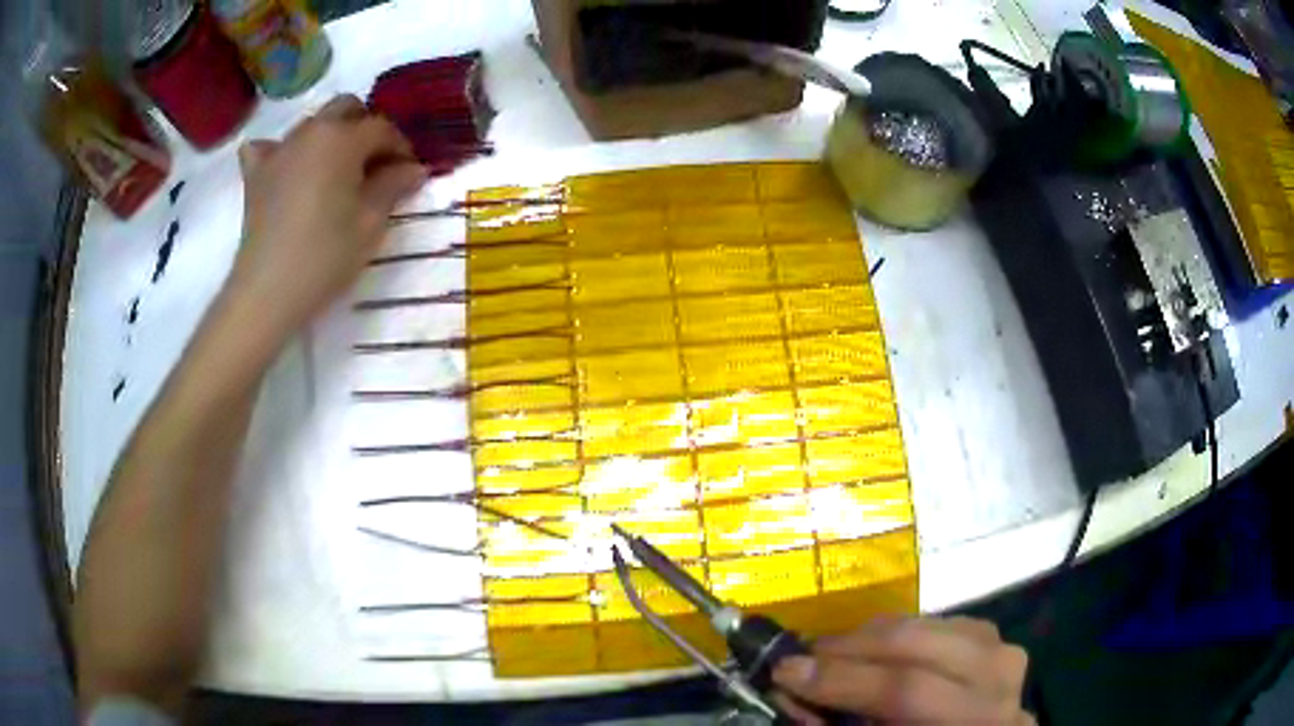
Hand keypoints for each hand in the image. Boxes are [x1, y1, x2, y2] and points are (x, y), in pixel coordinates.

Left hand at [227, 94, 424, 339]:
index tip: (409, 173)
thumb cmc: (325, 256)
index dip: (400, 147)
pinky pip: (268, 147)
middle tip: (375, 164)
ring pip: (312, 124)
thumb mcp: (370, 223)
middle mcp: (310, 131)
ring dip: (330, 137)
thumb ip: (394, 186)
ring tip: (336, 171)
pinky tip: (287, 169)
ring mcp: (278, 150)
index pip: (382, 128)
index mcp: (342, 138)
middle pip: (345, 109)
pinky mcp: (255, 174)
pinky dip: (281, 152)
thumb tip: (413, 168)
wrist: (267, 291)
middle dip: (365, 128)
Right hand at [772, 617, 1032, 724]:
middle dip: (849, 648)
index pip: (907, 690)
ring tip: (832, 654)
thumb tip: (790, 688)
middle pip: (919, 644)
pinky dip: (897, 633)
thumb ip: (835, 725)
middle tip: (802, 657)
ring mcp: (1001, 649)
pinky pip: (935, 622)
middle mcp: (997, 679)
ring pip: (926, 625)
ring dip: (870, 637)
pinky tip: (875, 649)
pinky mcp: (992, 634)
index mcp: (973, 722)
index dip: (841, 680)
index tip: (784, 673)